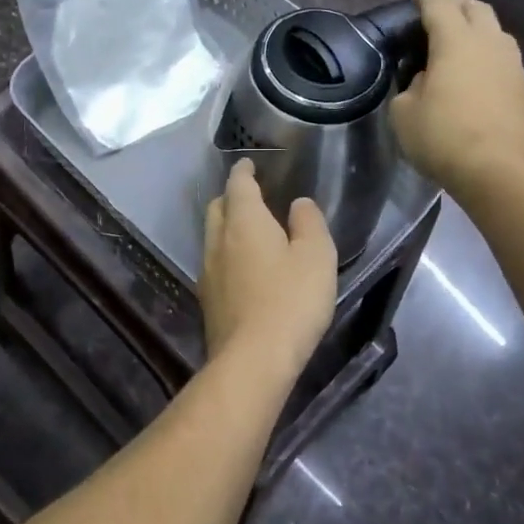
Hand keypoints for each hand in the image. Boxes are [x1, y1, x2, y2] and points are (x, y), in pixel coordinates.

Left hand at [200, 159, 337, 377]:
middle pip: (218, 208)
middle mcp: (218, 240)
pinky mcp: (207, 300)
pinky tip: (243, 269)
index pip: (238, 185)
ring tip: (249, 232)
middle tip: (251, 197)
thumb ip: (309, 223)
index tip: (248, 164)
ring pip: (212, 236)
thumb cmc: (291, 301)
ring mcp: (208, 271)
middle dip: (231, 198)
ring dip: (227, 227)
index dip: (243, 171)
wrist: (253, 359)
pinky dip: (227, 254)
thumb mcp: (316, 256)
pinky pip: (215, 263)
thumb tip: (298, 203)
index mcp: (244, 221)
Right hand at [390, 0, 523, 190]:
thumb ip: (412, 86)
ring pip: (497, 31)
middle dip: (456, 0)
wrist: (501, 173)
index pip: (440, 5)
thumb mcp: (405, 113)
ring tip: (462, 31)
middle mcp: (490, 44)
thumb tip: (428, 79)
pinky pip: (505, 59)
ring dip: (478, 24)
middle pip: (475, 8)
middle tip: (439, 2)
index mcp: (456, 42)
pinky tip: (479, 68)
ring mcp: (514, 66)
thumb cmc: (444, 138)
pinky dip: (488, 53)